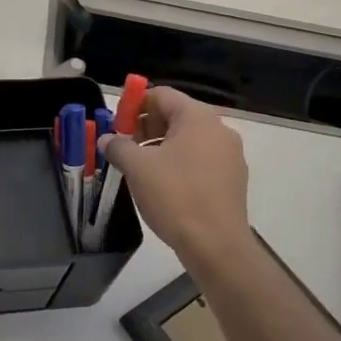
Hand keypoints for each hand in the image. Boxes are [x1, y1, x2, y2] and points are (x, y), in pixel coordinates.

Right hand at [101, 86, 250, 267]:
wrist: (216, 245)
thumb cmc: (175, 196)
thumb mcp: (137, 167)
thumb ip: (118, 146)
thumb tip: (107, 140)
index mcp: (198, 118)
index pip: (162, 95)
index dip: (135, 104)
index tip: (116, 124)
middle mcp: (218, 130)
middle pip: (176, 115)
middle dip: (146, 126)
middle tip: (124, 145)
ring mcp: (229, 155)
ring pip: (188, 139)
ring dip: (160, 145)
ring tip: (139, 167)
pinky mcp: (232, 179)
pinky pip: (200, 159)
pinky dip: (179, 163)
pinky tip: (162, 184)